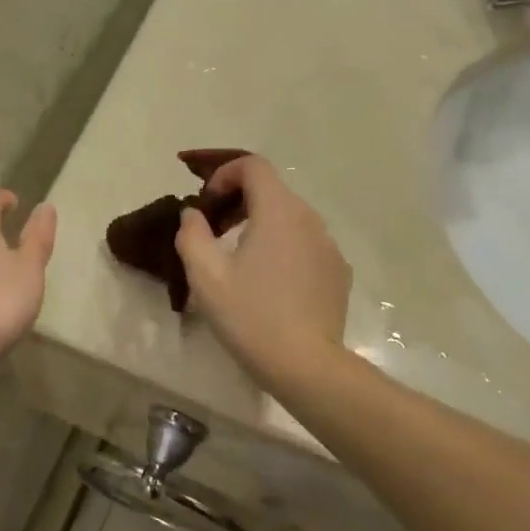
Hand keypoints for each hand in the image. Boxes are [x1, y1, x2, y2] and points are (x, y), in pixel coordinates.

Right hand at [174, 157, 350, 380]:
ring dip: (259, 224)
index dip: (224, 175)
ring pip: (289, 217)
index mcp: (278, 211)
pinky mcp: (337, 271)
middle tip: (213, 231)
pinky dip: (281, 247)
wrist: (306, 365)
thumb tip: (194, 214)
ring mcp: (328, 246)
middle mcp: (309, 219)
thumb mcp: (206, 276)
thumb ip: (192, 234)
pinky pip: (304, 243)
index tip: (206, 205)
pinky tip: (268, 283)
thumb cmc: (251, 316)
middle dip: (237, 201)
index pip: (253, 165)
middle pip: (271, 190)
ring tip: (237, 259)